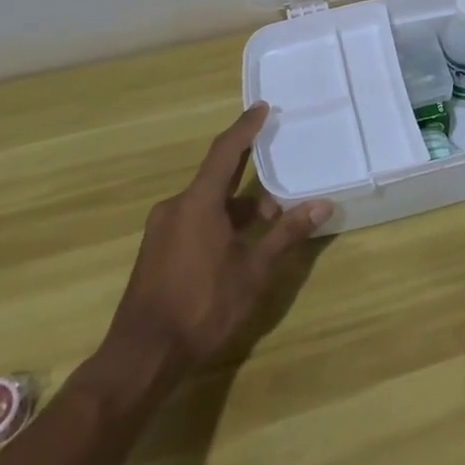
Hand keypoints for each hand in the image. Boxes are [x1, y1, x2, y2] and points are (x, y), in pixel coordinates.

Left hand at [97, 103, 332, 376]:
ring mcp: (162, 230)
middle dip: (251, 179)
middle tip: (282, 179)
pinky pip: (194, 221)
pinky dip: (220, 222)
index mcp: (197, 202)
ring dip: (238, 208)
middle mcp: (175, 207)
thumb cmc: (203, 304)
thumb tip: (322, 204)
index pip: (226, 151)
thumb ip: (286, 233)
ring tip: (269, 226)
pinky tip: (239, 247)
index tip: (261, 108)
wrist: (142, 356)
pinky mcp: (156, 252)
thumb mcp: (254, 269)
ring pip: (207, 204)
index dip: (245, 128)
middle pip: (218, 178)